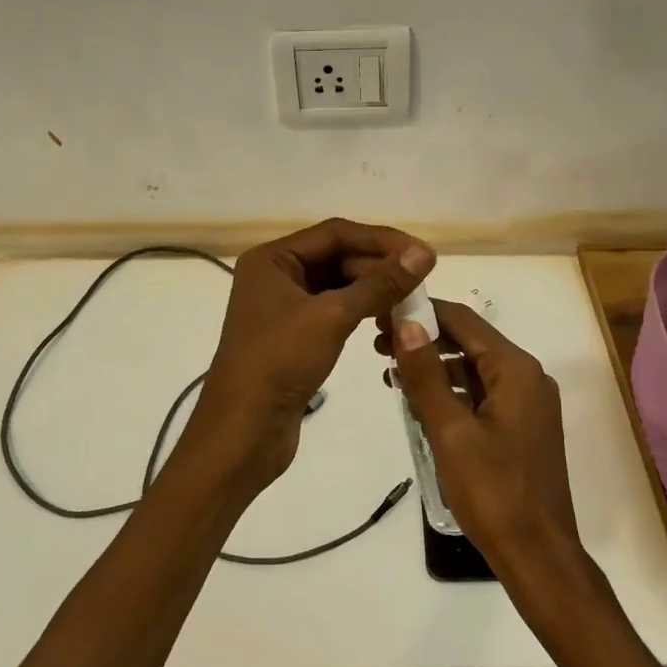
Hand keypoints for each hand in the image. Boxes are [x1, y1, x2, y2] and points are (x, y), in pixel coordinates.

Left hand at [183, 218, 434, 493]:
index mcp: (273, 259)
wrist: (242, 433)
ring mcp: (285, 308)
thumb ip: (379, 284)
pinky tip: (387, 324)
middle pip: (338, 258)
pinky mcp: (296, 336)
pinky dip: (362, 313)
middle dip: (379, 268)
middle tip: (422, 283)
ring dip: (374, 292)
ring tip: (411, 304)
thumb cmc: (279, 364)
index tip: (422, 254)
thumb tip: (424, 254)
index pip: (336, 233)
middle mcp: (277, 276)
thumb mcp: (332, 317)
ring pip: (339, 286)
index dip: (381, 240)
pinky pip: (335, 312)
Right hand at [386, 300, 584, 584]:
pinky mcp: (522, 425)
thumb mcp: (450, 431)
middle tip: (378, 347)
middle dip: (425, 340)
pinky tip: (419, 402)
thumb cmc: (492, 491)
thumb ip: (426, 374)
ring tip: (390, 373)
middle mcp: (527, 376)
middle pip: (470, 342)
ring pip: (474, 369)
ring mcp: (528, 402)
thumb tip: (406, 322)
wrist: (537, 553)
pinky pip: (482, 394)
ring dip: (435, 367)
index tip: (382, 315)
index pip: (464, 320)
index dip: (422, 312)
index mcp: (515, 370)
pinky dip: (451, 391)